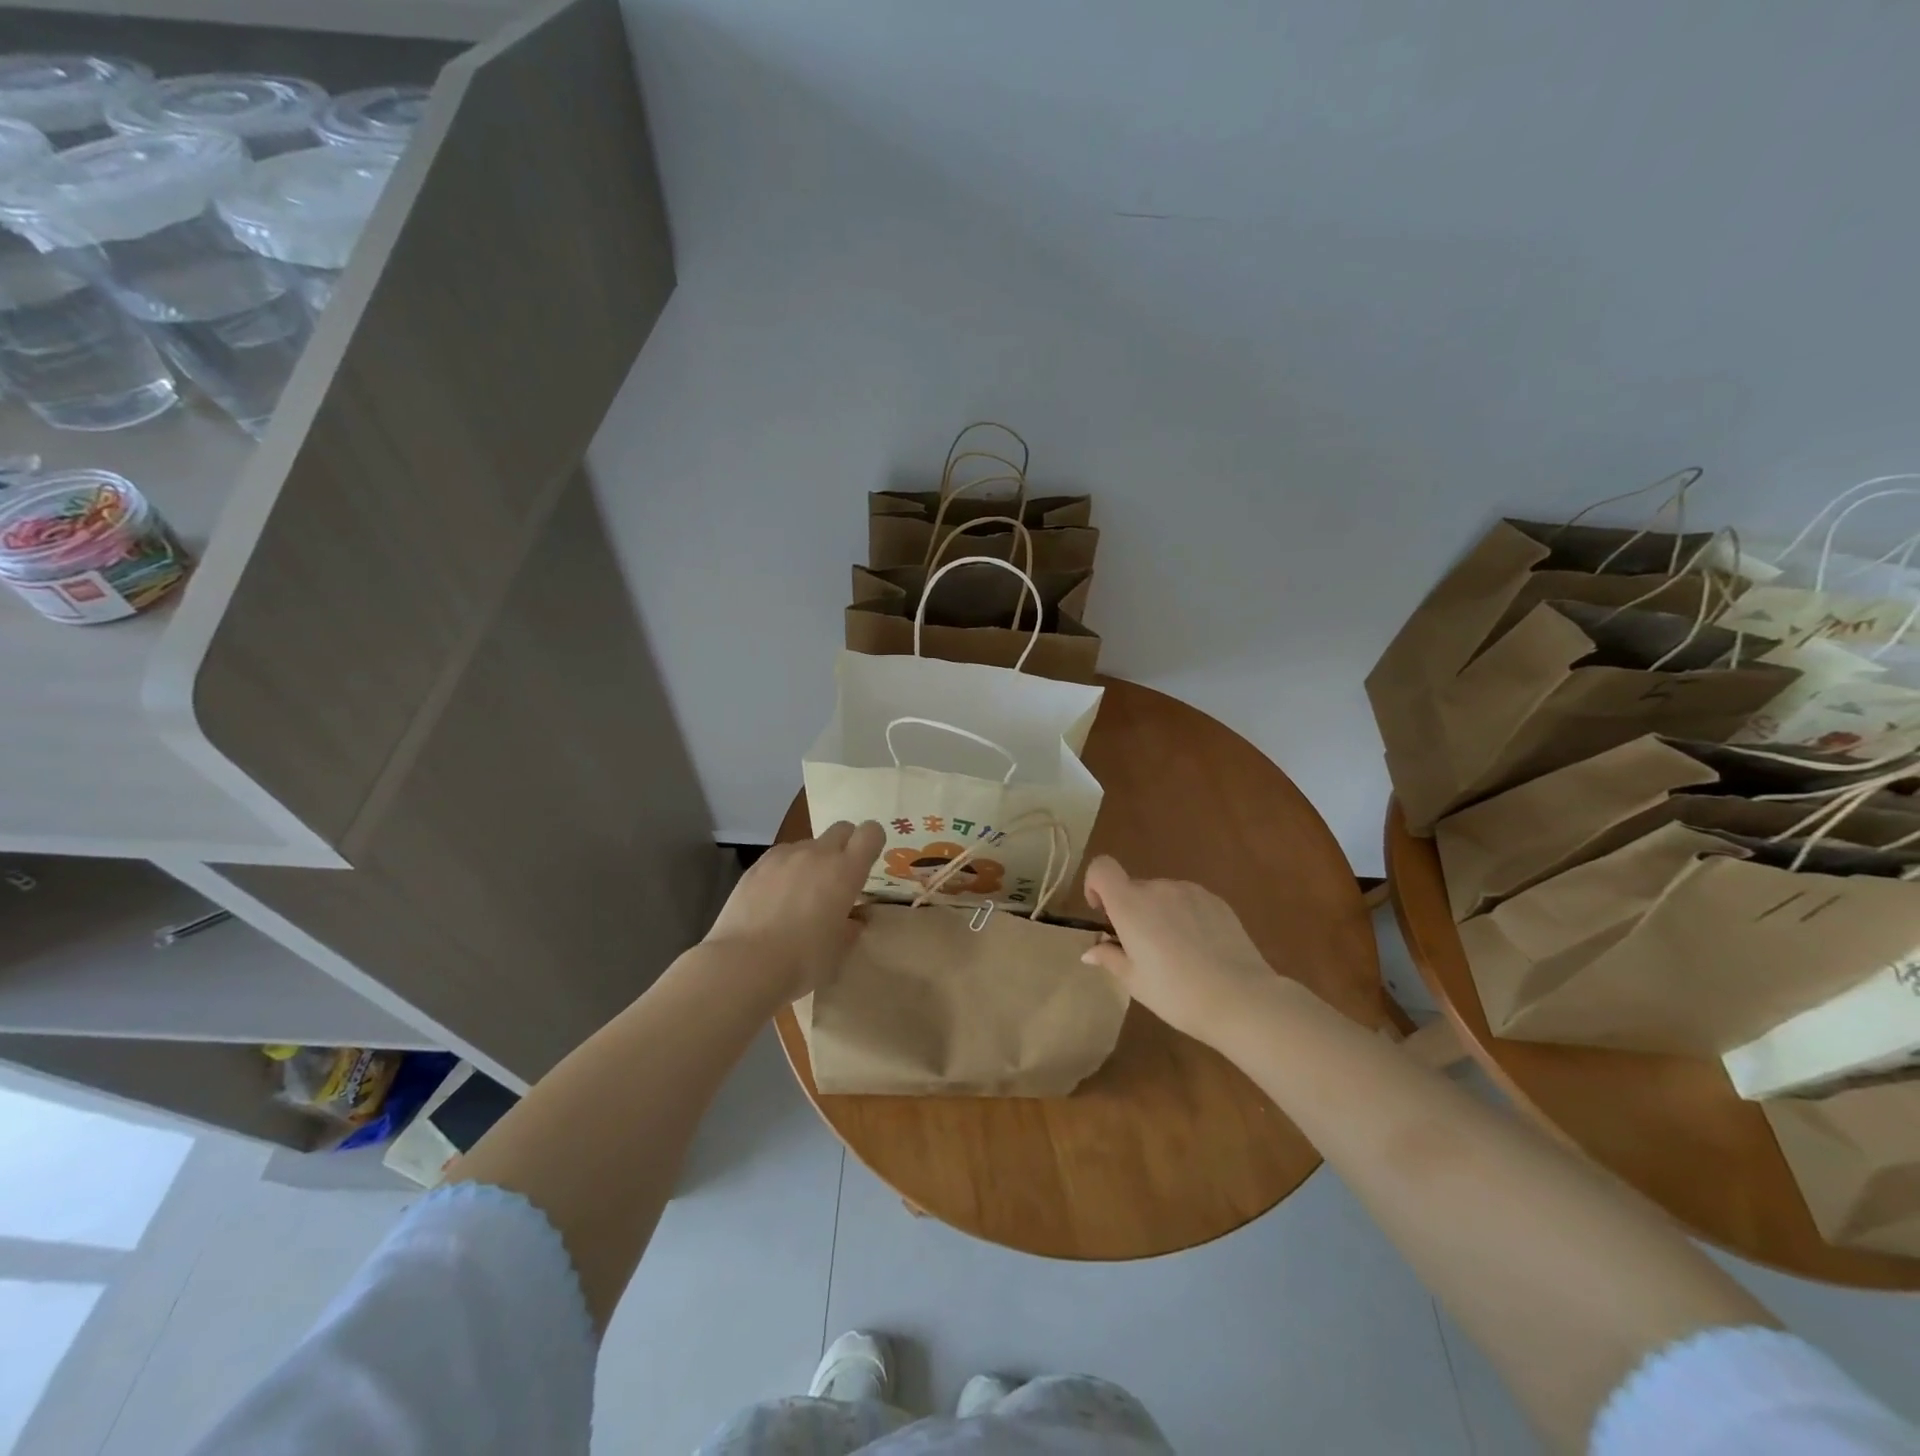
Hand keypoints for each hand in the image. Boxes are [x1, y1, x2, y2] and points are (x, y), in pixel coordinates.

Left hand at [704, 821, 882, 1001]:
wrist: (744, 964)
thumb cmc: (802, 961)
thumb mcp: (838, 951)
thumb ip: (850, 928)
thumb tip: (852, 920)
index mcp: (846, 871)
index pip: (870, 833)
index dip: (872, 843)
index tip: (867, 864)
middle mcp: (817, 854)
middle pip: (841, 829)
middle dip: (845, 845)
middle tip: (837, 878)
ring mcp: (784, 856)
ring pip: (808, 844)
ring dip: (812, 860)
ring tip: (799, 895)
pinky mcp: (757, 865)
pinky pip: (781, 857)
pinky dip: (785, 870)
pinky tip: (774, 899)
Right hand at [1081, 855, 1293, 1045]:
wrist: (1241, 998)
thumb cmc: (1176, 993)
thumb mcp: (1135, 981)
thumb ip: (1110, 958)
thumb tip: (1091, 951)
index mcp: (1130, 904)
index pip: (1101, 868)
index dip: (1095, 884)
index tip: (1103, 913)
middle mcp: (1158, 889)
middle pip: (1134, 888)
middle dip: (1131, 911)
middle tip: (1142, 950)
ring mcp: (1190, 891)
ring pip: (1162, 896)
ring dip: (1159, 914)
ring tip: (1177, 953)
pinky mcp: (1216, 901)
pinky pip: (1188, 902)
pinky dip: (1185, 917)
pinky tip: (1201, 949)